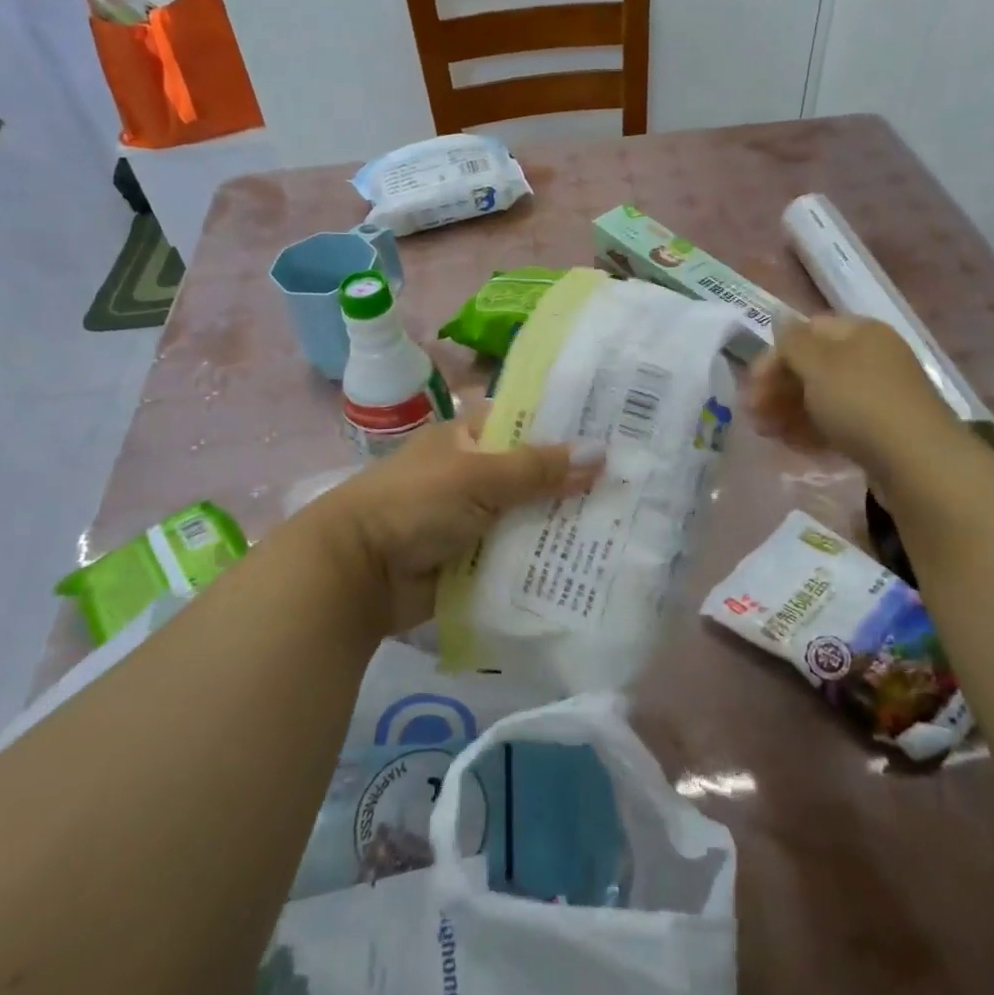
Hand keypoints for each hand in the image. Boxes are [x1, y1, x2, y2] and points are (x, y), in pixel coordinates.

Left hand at [305, 419, 601, 640]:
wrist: (357, 574)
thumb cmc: (414, 504)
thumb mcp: (478, 476)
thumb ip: (538, 469)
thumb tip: (601, 453)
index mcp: (468, 437)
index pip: (525, 420)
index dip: (566, 423)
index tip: (616, 428)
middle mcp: (474, 474)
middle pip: (534, 473)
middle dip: (575, 481)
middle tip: (636, 483)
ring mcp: (474, 518)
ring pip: (530, 516)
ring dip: (564, 524)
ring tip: (627, 525)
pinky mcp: (475, 559)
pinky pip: (519, 555)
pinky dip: (546, 559)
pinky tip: (592, 563)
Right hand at [748, 315, 958, 480]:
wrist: (917, 462)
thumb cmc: (861, 403)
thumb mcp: (818, 365)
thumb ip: (793, 342)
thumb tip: (780, 319)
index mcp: (860, 333)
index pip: (806, 332)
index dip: (774, 355)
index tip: (751, 385)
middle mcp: (871, 358)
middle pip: (813, 366)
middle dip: (777, 388)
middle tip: (751, 415)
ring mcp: (877, 396)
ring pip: (822, 398)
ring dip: (788, 412)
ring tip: (766, 434)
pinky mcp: (880, 430)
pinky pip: (837, 424)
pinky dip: (811, 431)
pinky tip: (793, 447)